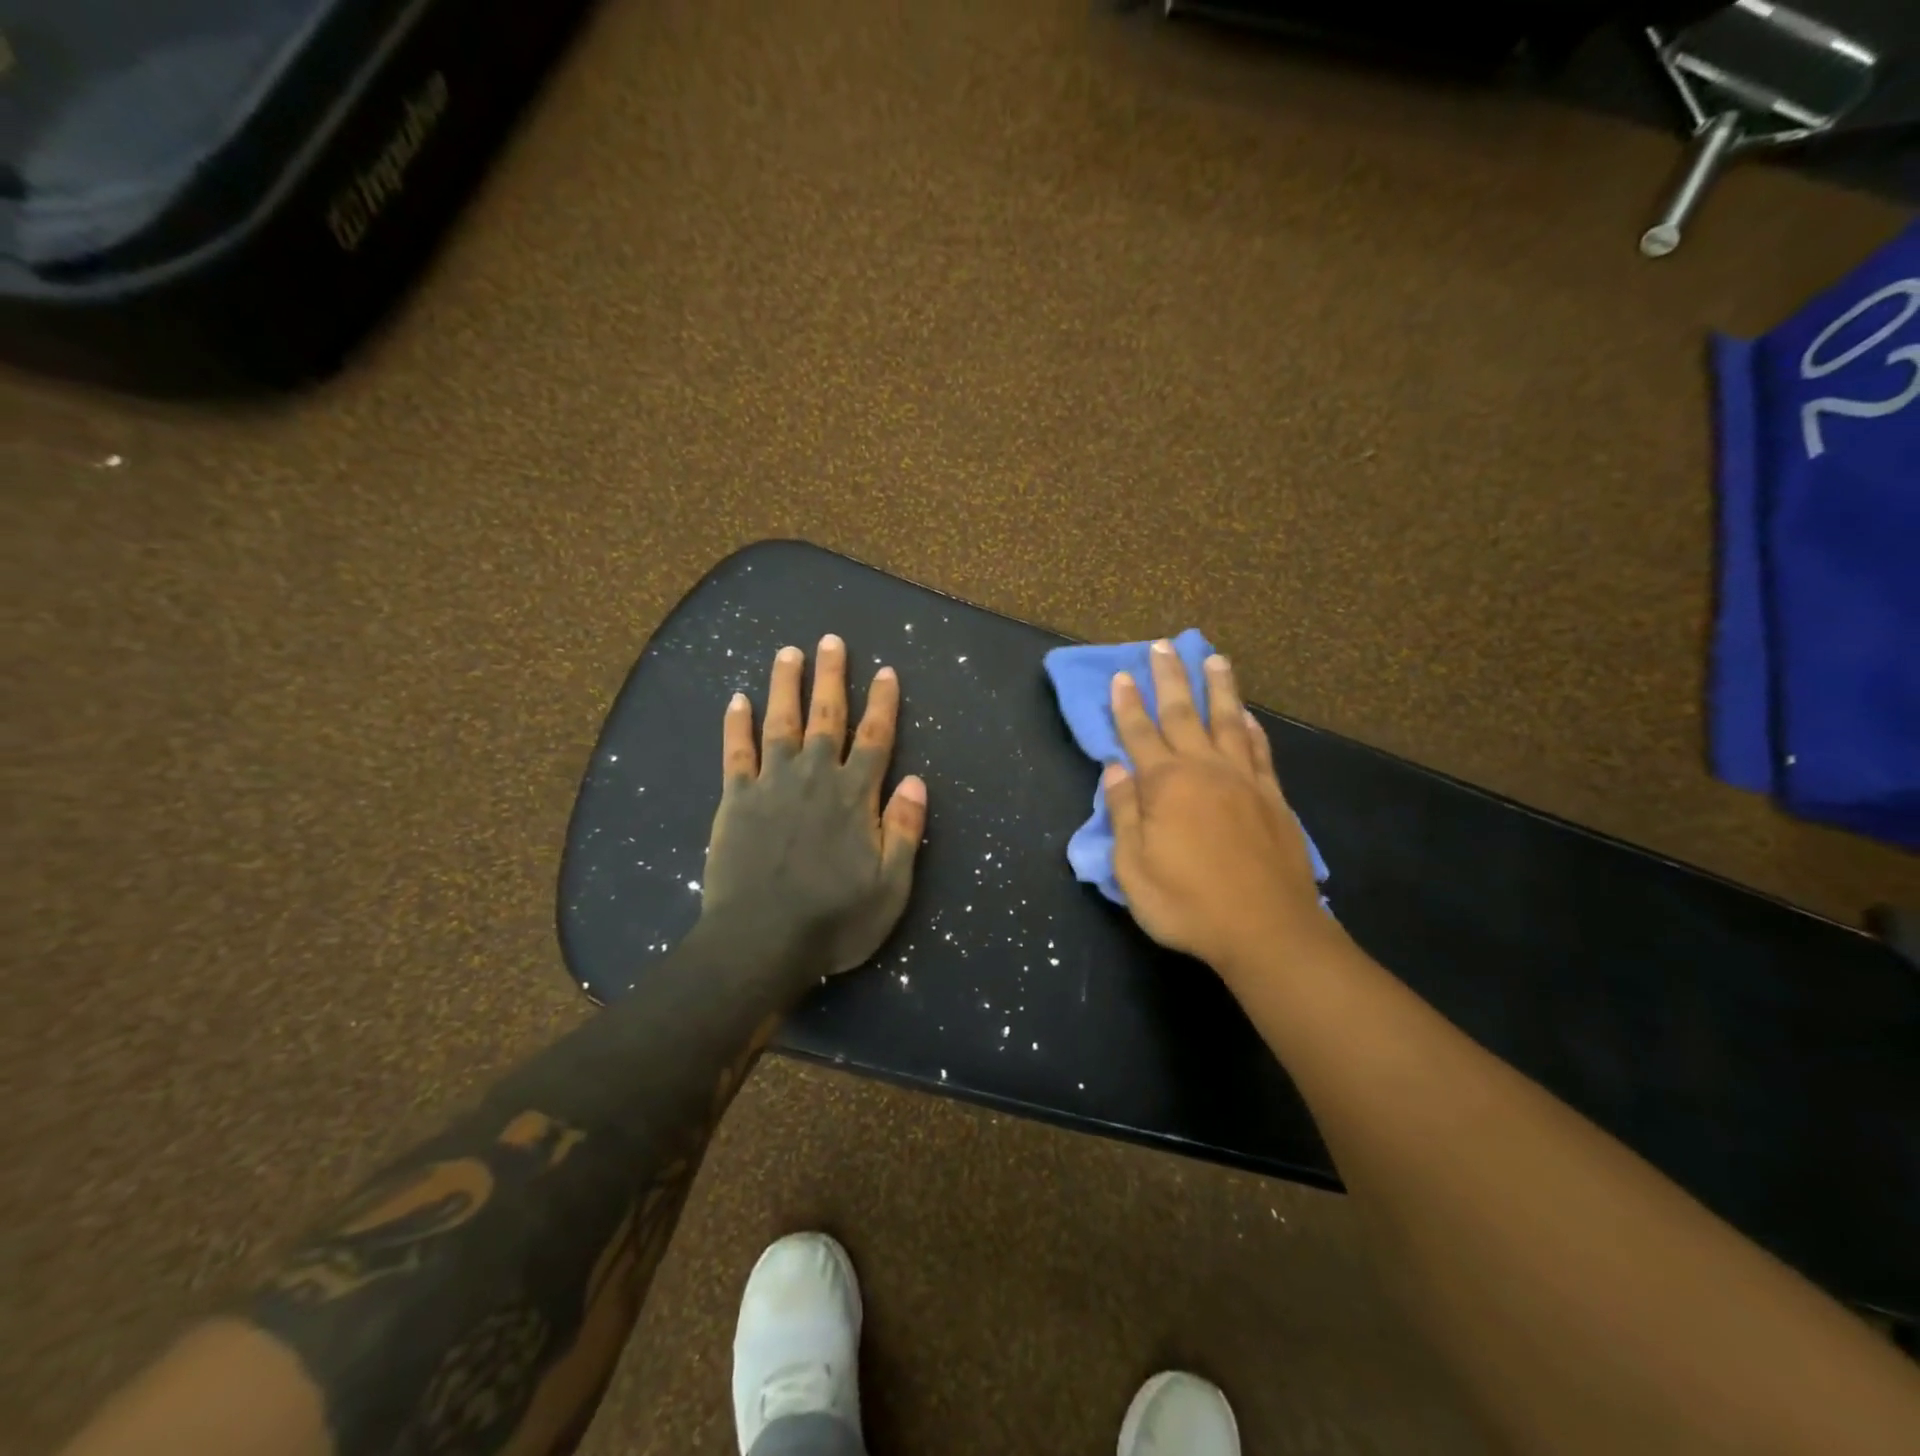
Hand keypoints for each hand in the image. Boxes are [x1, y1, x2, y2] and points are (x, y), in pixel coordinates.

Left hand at [699, 635, 928, 977]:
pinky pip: (736, 753)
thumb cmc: (833, 920)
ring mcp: (771, 785)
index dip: (883, 703)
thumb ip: (904, 831)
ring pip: (780, 722)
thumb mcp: (890, 887)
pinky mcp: (736, 800)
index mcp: (854, 796)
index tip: (886, 671)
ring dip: (785, 685)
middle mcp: (814, 777)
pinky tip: (737, 700)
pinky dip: (736, 724)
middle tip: (831, 640)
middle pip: (826, 716)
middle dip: (832, 676)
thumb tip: (917, 782)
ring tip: (788, 652)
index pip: (875, 738)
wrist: (760, 943)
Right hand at [1104, 642, 1329, 976]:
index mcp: (1165, 785)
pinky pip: (1260, 751)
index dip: (1127, 705)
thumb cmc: (1188, 903)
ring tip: (1213, 658)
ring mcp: (1244, 780)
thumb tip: (1115, 769)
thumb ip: (1124, 814)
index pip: (1139, 734)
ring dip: (1217, 688)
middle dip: (1169, 679)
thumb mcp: (1133, 868)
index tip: (1121, 675)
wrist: (1266, 930)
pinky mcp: (1273, 798)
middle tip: (1162, 646)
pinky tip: (1248, 714)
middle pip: (1183, 714)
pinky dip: (1252, 728)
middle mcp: (1205, 770)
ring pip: (1228, 721)